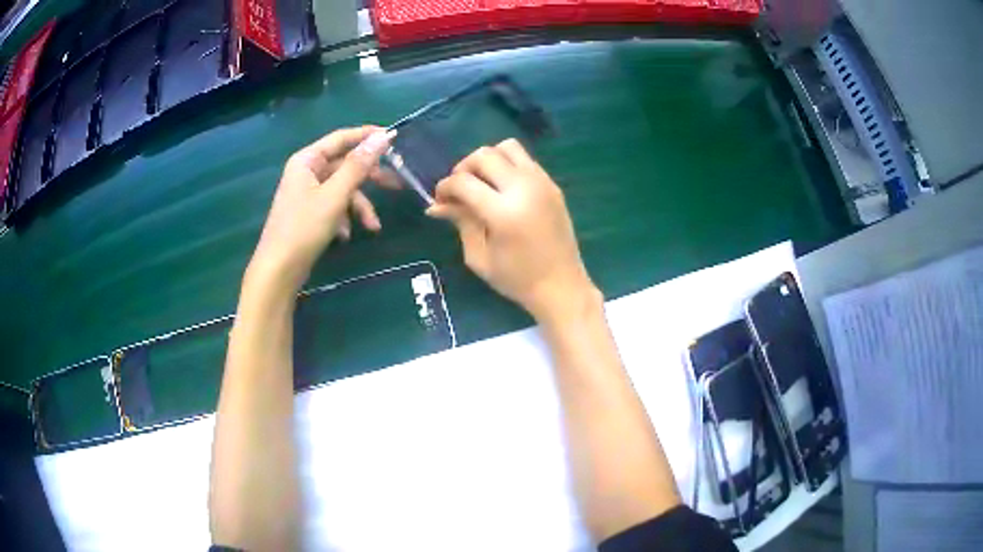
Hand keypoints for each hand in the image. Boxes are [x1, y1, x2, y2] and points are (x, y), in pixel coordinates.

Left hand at [246, 126, 395, 294]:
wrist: (279, 270)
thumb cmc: (304, 228)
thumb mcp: (335, 195)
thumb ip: (358, 165)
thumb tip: (383, 136)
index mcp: (307, 160)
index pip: (342, 138)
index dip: (368, 135)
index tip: (395, 137)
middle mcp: (306, 171)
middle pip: (344, 165)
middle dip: (369, 178)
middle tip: (397, 184)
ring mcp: (307, 193)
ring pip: (342, 189)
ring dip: (359, 206)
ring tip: (373, 227)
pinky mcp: (309, 213)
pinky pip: (333, 206)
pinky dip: (344, 218)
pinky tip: (346, 236)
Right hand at [427, 139, 598, 323]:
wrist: (561, 286)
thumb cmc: (516, 279)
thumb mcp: (479, 256)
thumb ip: (460, 222)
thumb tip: (435, 205)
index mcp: (503, 212)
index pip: (464, 182)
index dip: (445, 187)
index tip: (439, 199)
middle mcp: (524, 189)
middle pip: (484, 155)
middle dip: (463, 168)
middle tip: (458, 190)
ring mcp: (542, 183)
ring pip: (507, 147)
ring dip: (487, 159)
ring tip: (481, 182)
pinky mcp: (552, 184)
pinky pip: (525, 159)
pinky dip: (507, 165)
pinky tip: (501, 187)